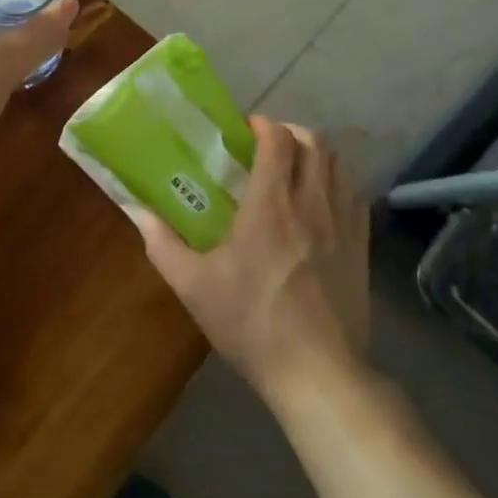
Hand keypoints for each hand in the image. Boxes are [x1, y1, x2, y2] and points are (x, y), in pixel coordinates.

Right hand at [136, 118, 369, 403]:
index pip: (277, 140)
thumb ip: (162, 243)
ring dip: (316, 153)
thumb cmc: (251, 324)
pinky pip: (354, 194)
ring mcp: (343, 225)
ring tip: (293, 167)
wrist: (317, 373)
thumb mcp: (194, 286)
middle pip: (314, 142)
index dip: (262, 124)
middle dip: (290, 131)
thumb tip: (135, 211)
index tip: (243, 127)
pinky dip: (337, 181)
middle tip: (266, 144)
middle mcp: (311, 203)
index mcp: (270, 206)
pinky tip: (320, 200)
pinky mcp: (362, 247)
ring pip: (339, 164)